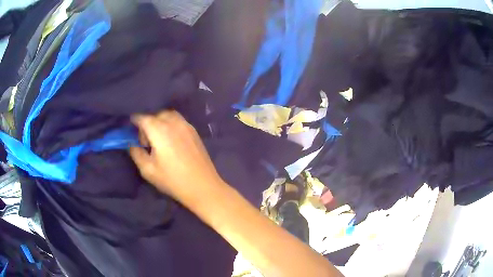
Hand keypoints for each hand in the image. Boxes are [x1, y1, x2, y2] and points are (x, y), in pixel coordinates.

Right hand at [129, 110, 224, 202]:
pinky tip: (171, 140)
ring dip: (160, 122)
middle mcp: (174, 123)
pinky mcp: (195, 131)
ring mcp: (186, 126)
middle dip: (148, 123)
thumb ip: (136, 153)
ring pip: (168, 116)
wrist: (203, 186)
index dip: (135, 120)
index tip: (130, 126)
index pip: (143, 118)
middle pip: (156, 115)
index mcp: (160, 131)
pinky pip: (179, 121)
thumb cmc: (173, 180)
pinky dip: (170, 124)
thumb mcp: (148, 170)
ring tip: (159, 140)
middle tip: (146, 141)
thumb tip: (131, 143)